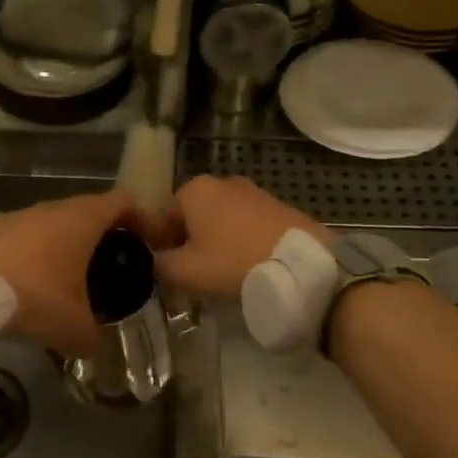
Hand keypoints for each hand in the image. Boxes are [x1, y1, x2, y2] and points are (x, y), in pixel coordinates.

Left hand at [0, 190, 166, 355]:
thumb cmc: (34, 295)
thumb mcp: (73, 327)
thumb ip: (93, 337)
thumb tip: (96, 348)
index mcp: (83, 218)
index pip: (125, 201)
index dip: (143, 219)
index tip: (149, 244)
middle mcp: (54, 207)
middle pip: (90, 211)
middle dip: (104, 236)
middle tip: (112, 266)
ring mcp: (21, 214)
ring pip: (55, 223)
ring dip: (67, 244)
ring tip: (70, 278)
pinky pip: (27, 236)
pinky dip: (37, 253)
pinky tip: (31, 282)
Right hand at [154, 176, 329, 299]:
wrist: (302, 266)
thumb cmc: (233, 263)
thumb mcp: (184, 272)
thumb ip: (158, 265)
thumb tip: (155, 261)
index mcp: (194, 190)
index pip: (162, 218)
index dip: (161, 247)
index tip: (170, 272)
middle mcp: (222, 182)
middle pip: (192, 217)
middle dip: (190, 243)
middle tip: (195, 275)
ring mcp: (253, 192)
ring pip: (220, 221)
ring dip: (216, 243)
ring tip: (224, 274)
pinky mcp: (278, 206)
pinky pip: (246, 225)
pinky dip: (241, 243)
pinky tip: (248, 266)